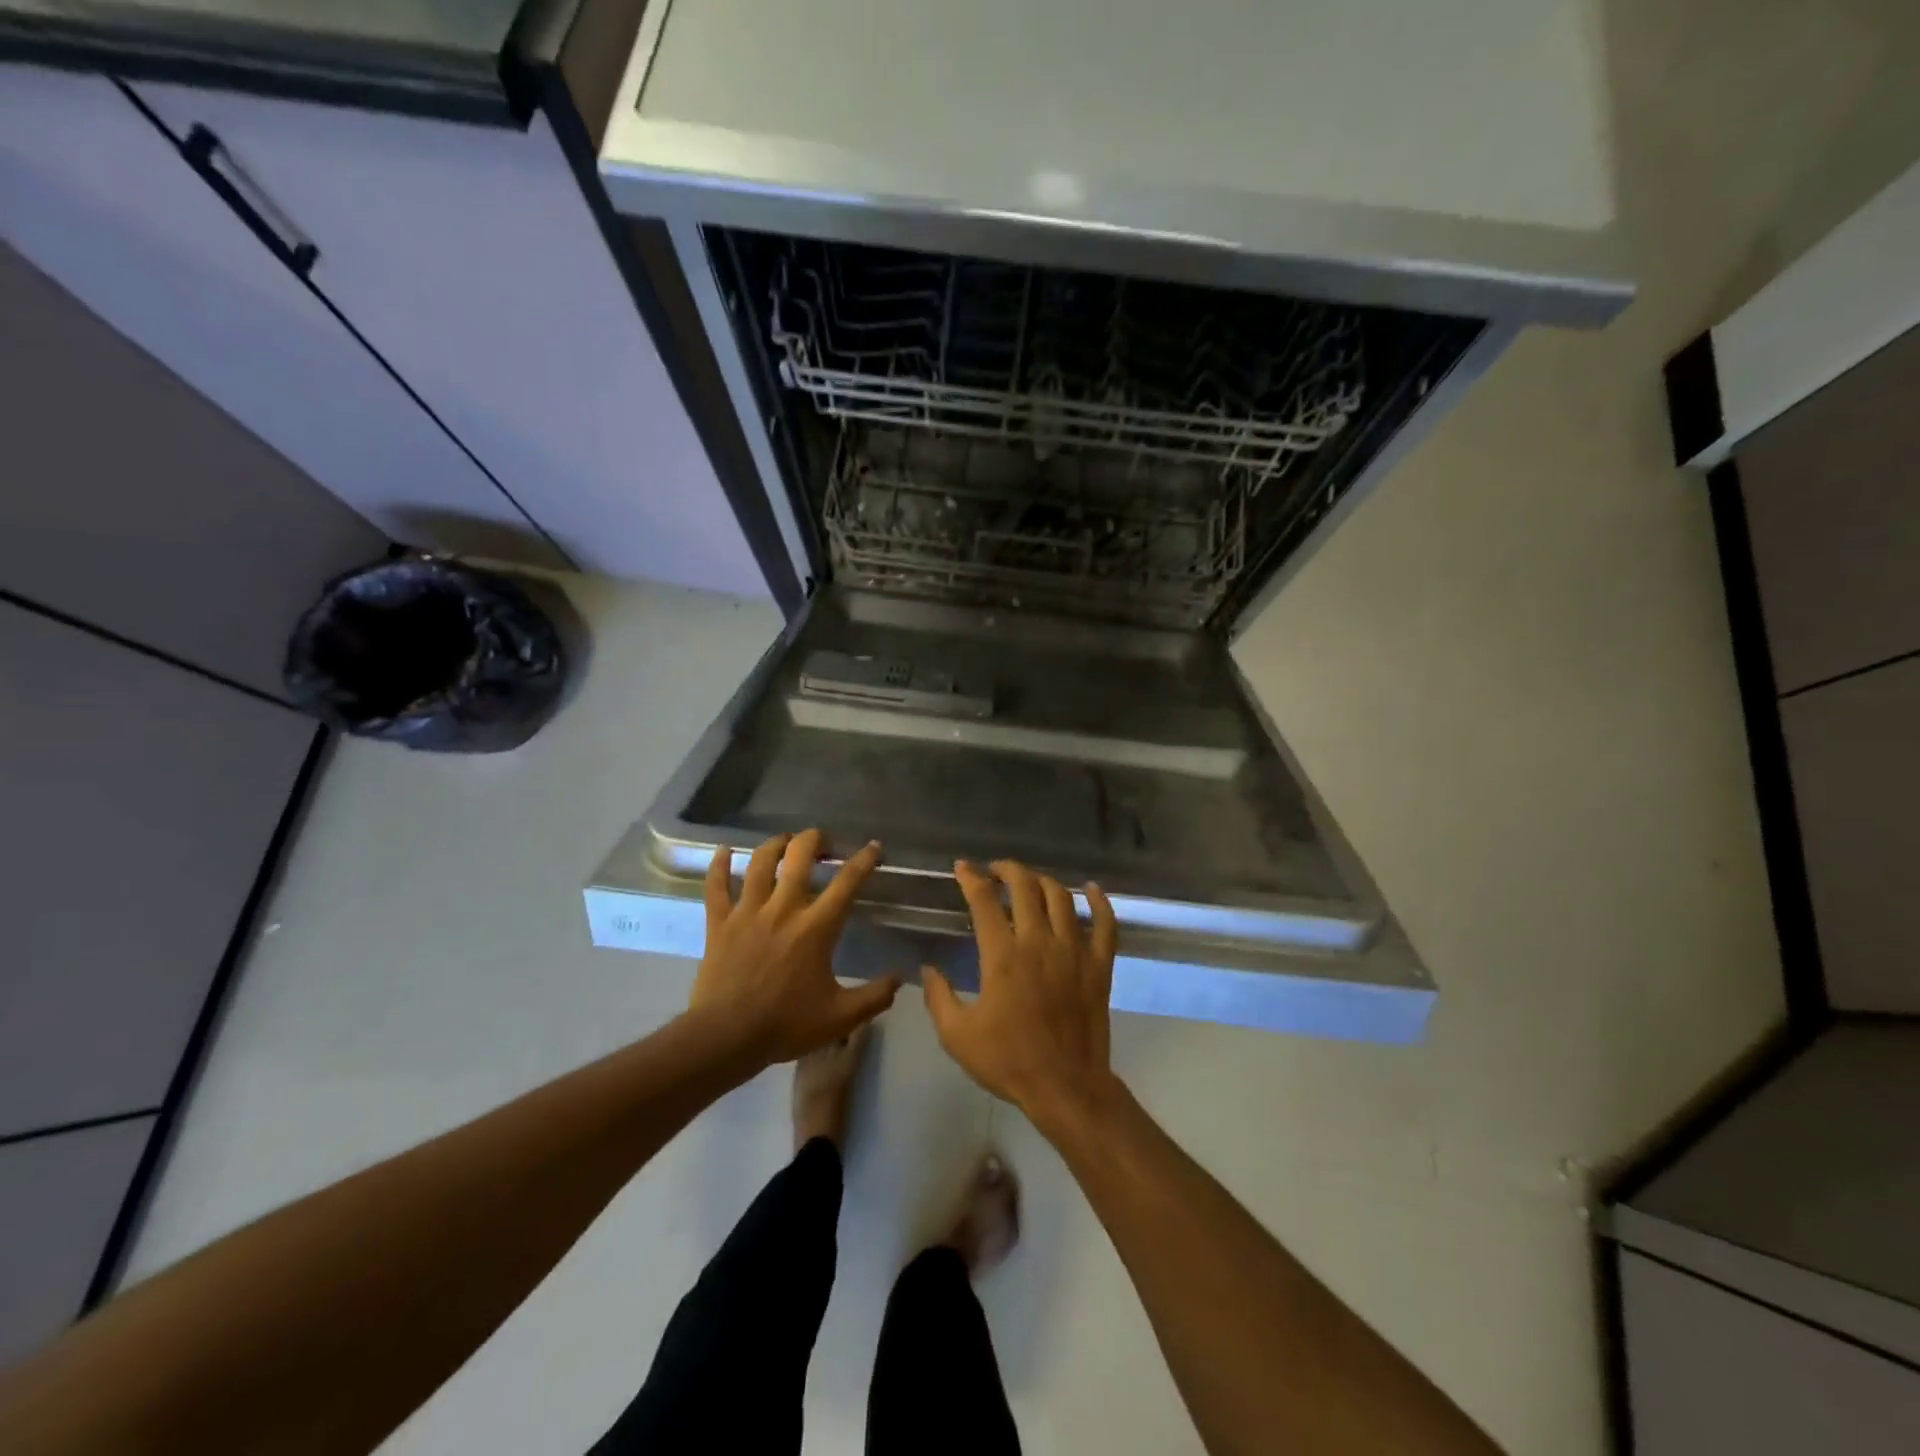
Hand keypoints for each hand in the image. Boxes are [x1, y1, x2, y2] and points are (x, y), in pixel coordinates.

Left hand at [689, 830, 899, 1064]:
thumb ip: (875, 997)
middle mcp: (783, 909)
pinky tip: (724, 851)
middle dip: (815, 840)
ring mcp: (748, 912)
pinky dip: (719, 865)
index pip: (846, 883)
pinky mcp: (719, 923)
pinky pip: (716, 886)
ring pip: (760, 862)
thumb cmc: (786, 1025)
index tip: (873, 846)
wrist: (726, 1037)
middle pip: (799, 856)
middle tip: (823, 841)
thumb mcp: (841, 1017)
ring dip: (776, 845)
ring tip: (785, 841)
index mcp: (816, 927)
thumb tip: (901, 978)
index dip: (863, 860)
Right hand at [922, 860, 1120, 1130]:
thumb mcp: (957, 1035)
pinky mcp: (1099, 965)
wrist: (1065, 1086)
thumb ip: (938, 998)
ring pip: (1061, 897)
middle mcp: (1039, 942)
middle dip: (1008, 870)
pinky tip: (1090, 889)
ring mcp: (1074, 951)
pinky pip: (1105, 924)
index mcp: (1002, 955)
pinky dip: (1099, 902)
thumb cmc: (1008, 1061)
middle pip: (1026, 886)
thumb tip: (927, 969)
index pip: (984, 900)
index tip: (962, 868)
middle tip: (996, 870)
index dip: (971, 878)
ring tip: (1030, 880)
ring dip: (1043, 881)